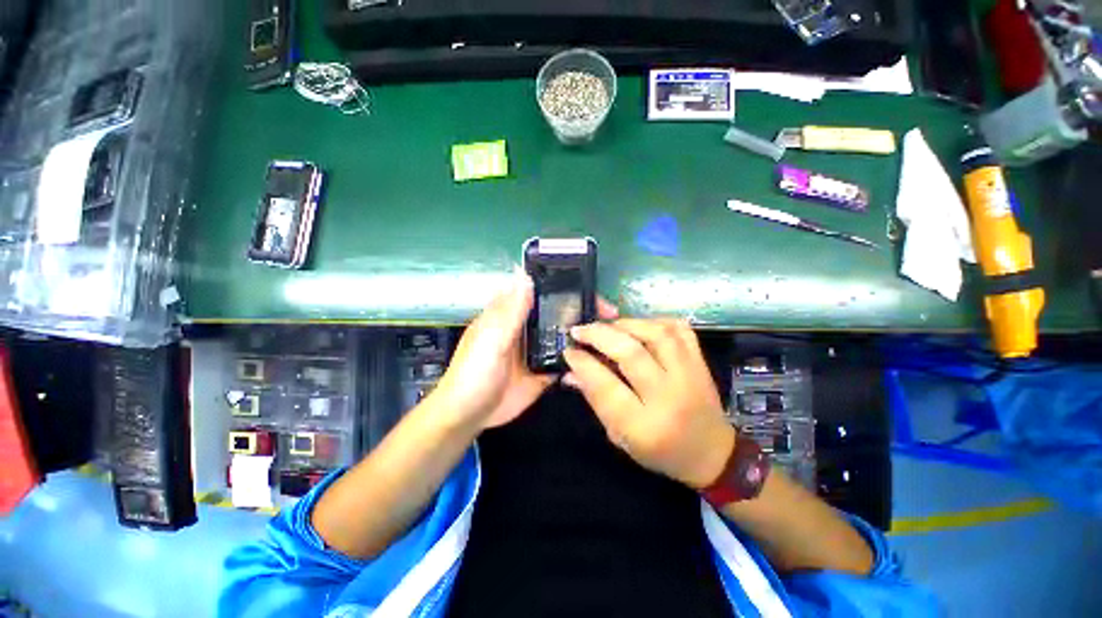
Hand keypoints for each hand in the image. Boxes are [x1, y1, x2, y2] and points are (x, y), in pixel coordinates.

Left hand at [432, 269, 617, 430]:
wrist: (470, 416)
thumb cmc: (474, 372)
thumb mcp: (491, 339)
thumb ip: (510, 312)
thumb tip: (527, 275)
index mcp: (512, 312)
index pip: (540, 289)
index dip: (563, 283)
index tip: (589, 284)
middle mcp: (528, 326)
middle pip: (558, 310)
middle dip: (583, 308)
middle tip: (611, 313)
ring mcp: (538, 348)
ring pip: (566, 333)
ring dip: (585, 332)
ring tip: (614, 333)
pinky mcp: (546, 369)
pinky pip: (567, 358)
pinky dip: (582, 357)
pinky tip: (602, 357)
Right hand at [563, 319, 734, 488]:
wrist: (711, 453)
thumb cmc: (659, 451)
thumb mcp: (620, 436)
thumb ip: (595, 400)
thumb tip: (570, 372)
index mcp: (644, 426)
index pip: (606, 386)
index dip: (583, 364)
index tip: (569, 351)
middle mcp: (669, 397)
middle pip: (631, 354)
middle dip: (599, 335)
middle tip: (580, 330)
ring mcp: (690, 376)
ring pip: (656, 334)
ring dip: (625, 324)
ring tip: (607, 327)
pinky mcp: (701, 362)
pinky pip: (679, 329)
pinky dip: (655, 321)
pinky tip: (639, 326)